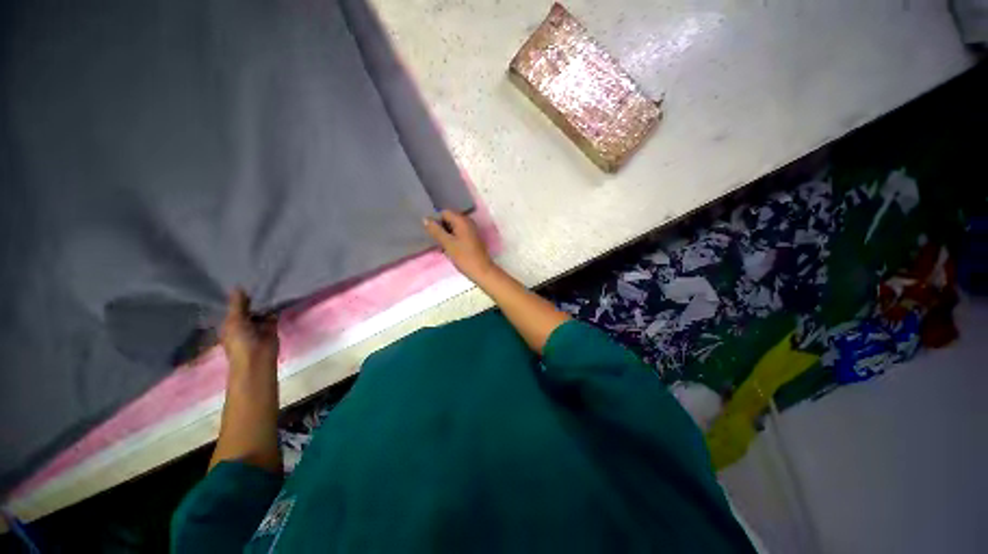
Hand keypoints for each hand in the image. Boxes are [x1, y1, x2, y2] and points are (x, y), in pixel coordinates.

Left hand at [220, 289, 278, 375]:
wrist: (258, 358)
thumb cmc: (240, 341)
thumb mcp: (235, 320)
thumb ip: (237, 304)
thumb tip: (238, 286)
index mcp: (229, 323)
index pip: (232, 307)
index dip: (236, 297)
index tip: (241, 282)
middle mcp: (242, 323)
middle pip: (247, 308)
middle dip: (251, 298)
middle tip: (257, 280)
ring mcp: (258, 325)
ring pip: (261, 310)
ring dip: (264, 302)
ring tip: (269, 285)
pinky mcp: (271, 326)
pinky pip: (273, 315)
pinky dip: (275, 308)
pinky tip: (277, 296)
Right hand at [424, 210, 495, 280]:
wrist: (481, 271)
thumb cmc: (464, 257)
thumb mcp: (447, 244)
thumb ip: (436, 231)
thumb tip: (425, 219)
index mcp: (462, 220)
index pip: (444, 213)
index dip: (436, 221)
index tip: (432, 233)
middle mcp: (468, 222)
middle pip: (449, 219)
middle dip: (441, 228)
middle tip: (436, 241)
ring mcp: (471, 230)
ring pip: (453, 228)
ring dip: (446, 235)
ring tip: (441, 247)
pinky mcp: (472, 238)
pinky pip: (459, 234)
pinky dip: (452, 239)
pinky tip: (448, 249)